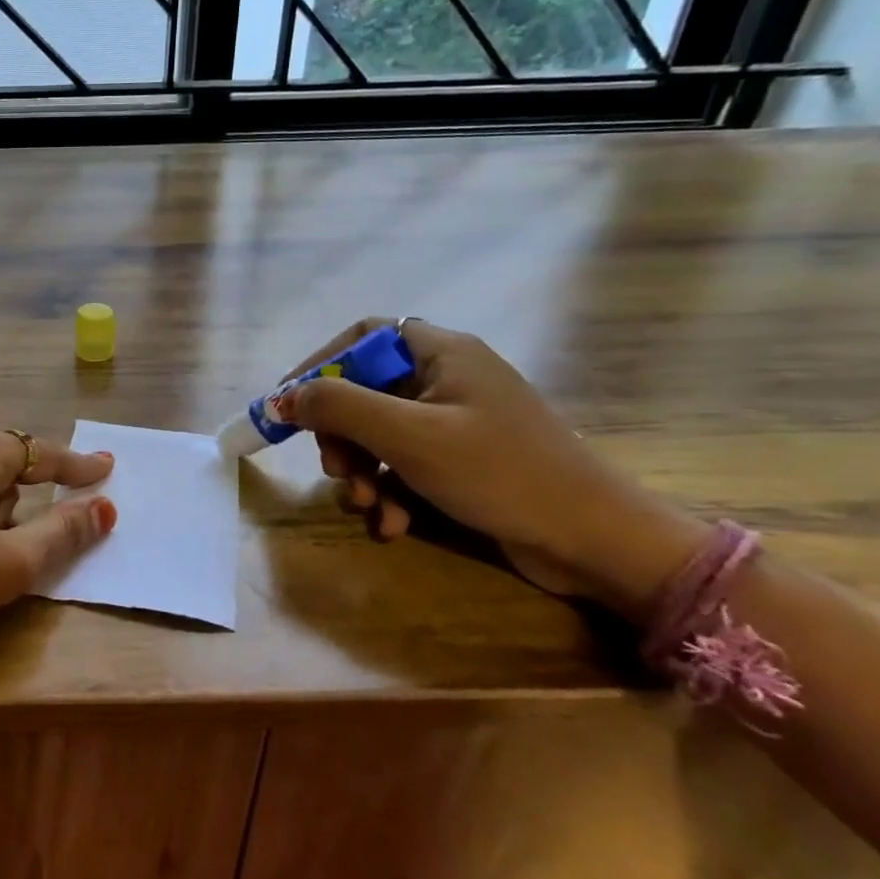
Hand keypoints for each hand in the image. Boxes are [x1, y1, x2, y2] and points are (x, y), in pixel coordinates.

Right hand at [272, 320, 707, 616]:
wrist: (594, 542)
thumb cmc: (500, 473)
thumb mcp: (410, 437)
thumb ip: (340, 408)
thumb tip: (285, 396)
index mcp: (441, 354)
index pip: (363, 337)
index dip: (321, 364)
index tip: (291, 402)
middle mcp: (447, 380)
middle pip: (364, 392)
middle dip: (342, 436)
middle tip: (337, 470)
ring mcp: (455, 424)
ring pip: (379, 435)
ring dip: (362, 472)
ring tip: (368, 506)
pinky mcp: (461, 463)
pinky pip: (403, 466)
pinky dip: (389, 493)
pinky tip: (393, 525)